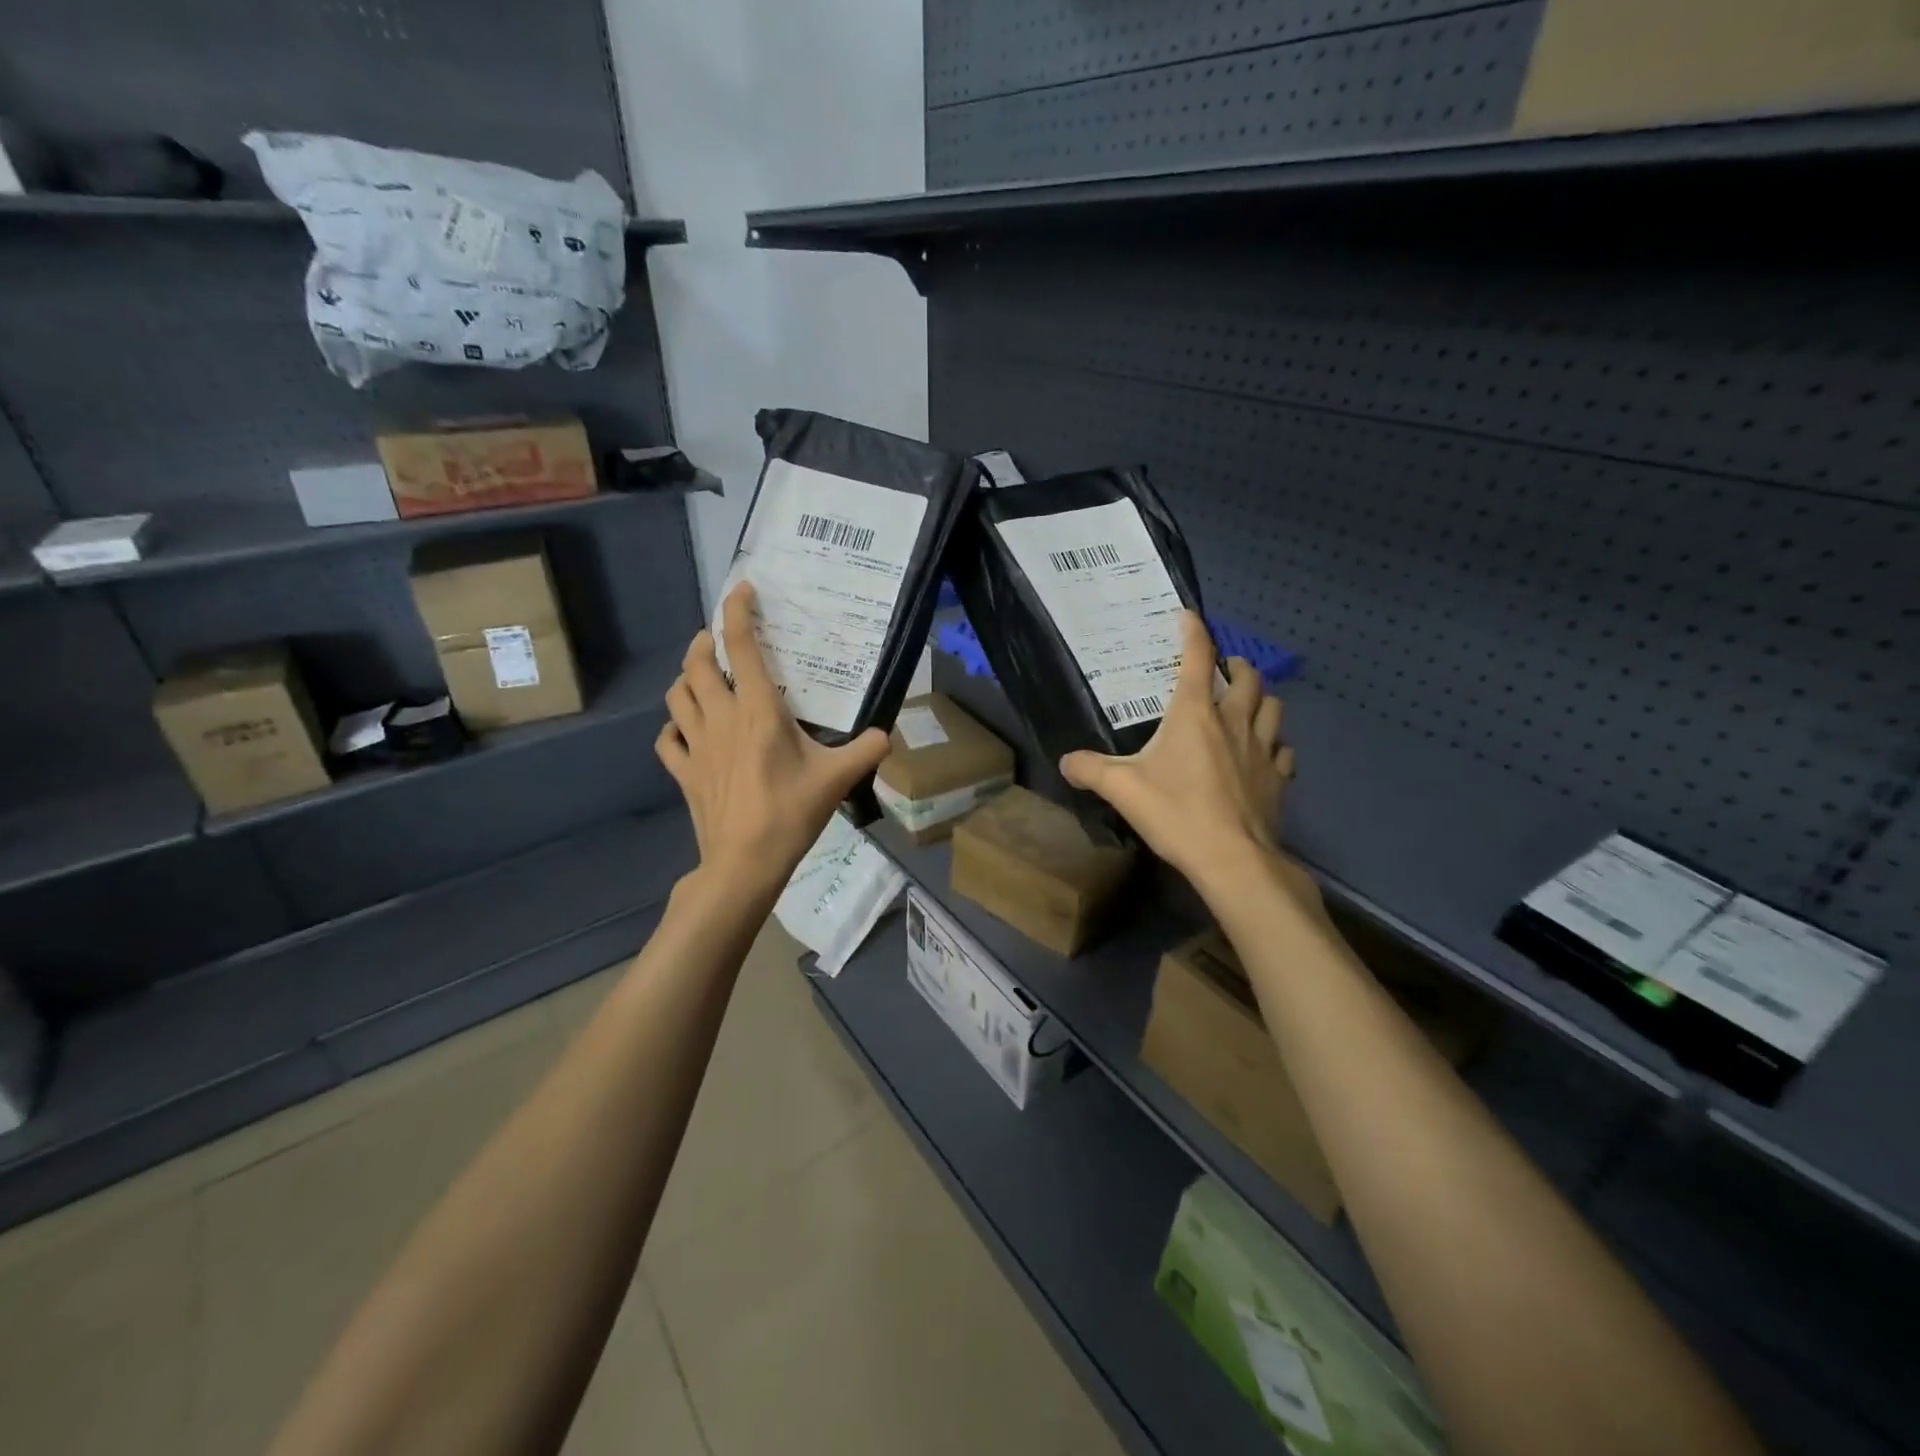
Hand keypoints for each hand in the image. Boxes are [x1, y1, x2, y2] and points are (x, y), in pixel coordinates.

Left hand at [657, 582, 890, 897]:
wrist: (745, 862)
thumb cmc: (791, 813)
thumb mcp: (838, 779)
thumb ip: (867, 750)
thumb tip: (886, 735)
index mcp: (758, 711)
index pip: (739, 647)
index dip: (737, 612)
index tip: (742, 591)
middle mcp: (721, 718)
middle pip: (696, 665)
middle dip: (701, 642)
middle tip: (716, 639)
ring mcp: (696, 745)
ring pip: (676, 696)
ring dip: (685, 678)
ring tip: (701, 677)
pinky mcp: (684, 772)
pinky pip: (668, 739)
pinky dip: (674, 727)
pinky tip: (686, 730)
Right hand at [1060, 613, 1298, 895]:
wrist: (1233, 859)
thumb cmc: (1176, 814)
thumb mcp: (1122, 789)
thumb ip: (1090, 770)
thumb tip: (1065, 762)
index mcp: (1194, 714)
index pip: (1198, 657)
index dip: (1194, 631)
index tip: (1188, 616)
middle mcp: (1233, 721)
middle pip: (1248, 677)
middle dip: (1237, 665)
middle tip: (1223, 670)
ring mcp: (1262, 749)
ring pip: (1273, 706)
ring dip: (1261, 698)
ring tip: (1245, 705)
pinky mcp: (1278, 778)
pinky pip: (1283, 749)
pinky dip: (1274, 744)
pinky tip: (1262, 755)